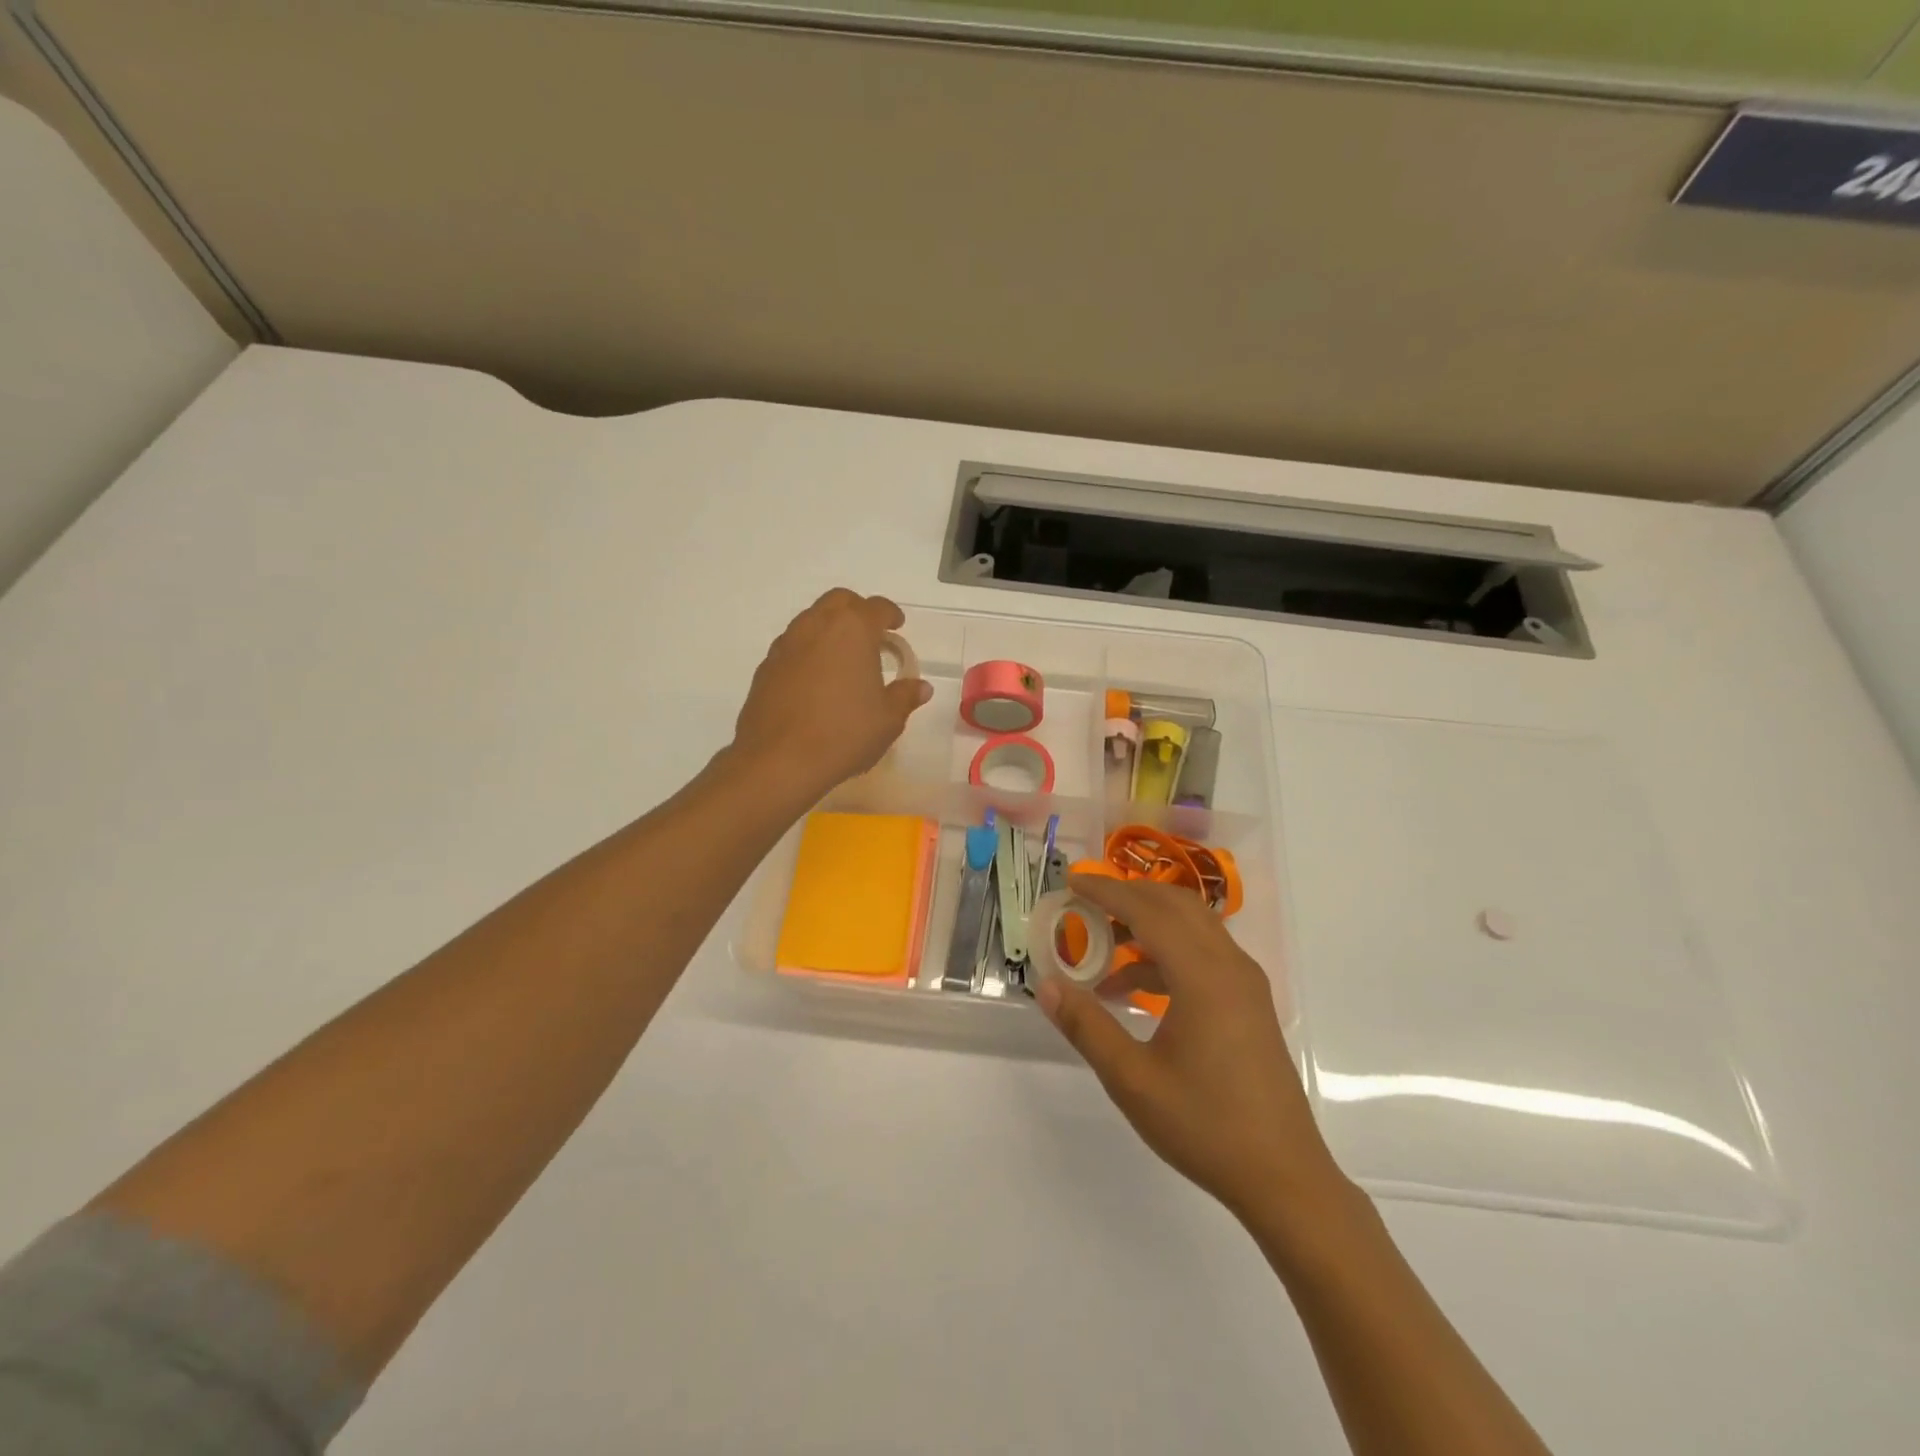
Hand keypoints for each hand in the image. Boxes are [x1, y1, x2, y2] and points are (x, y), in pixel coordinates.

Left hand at [730, 589, 932, 799]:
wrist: (779, 760)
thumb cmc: (844, 733)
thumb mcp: (888, 719)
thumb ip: (905, 696)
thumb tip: (921, 687)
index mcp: (852, 629)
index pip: (876, 608)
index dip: (890, 614)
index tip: (897, 626)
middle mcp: (816, 626)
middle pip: (839, 601)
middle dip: (857, 610)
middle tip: (871, 634)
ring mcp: (786, 644)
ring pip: (811, 620)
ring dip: (830, 629)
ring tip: (843, 658)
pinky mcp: (766, 667)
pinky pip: (792, 646)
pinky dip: (808, 652)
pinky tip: (815, 680)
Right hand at [1036, 875, 1345, 1220]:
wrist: (1284, 1177)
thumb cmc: (1205, 1126)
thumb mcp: (1133, 1080)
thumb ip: (1087, 1026)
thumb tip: (1047, 984)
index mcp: (1203, 976)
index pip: (1148, 911)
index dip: (1106, 891)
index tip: (1071, 881)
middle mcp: (1230, 966)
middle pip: (1175, 905)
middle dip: (1128, 896)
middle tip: (1084, 904)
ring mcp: (1245, 983)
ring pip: (1193, 926)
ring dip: (1148, 922)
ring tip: (1103, 946)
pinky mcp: (1250, 1002)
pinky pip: (1205, 952)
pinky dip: (1167, 951)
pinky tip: (1134, 988)